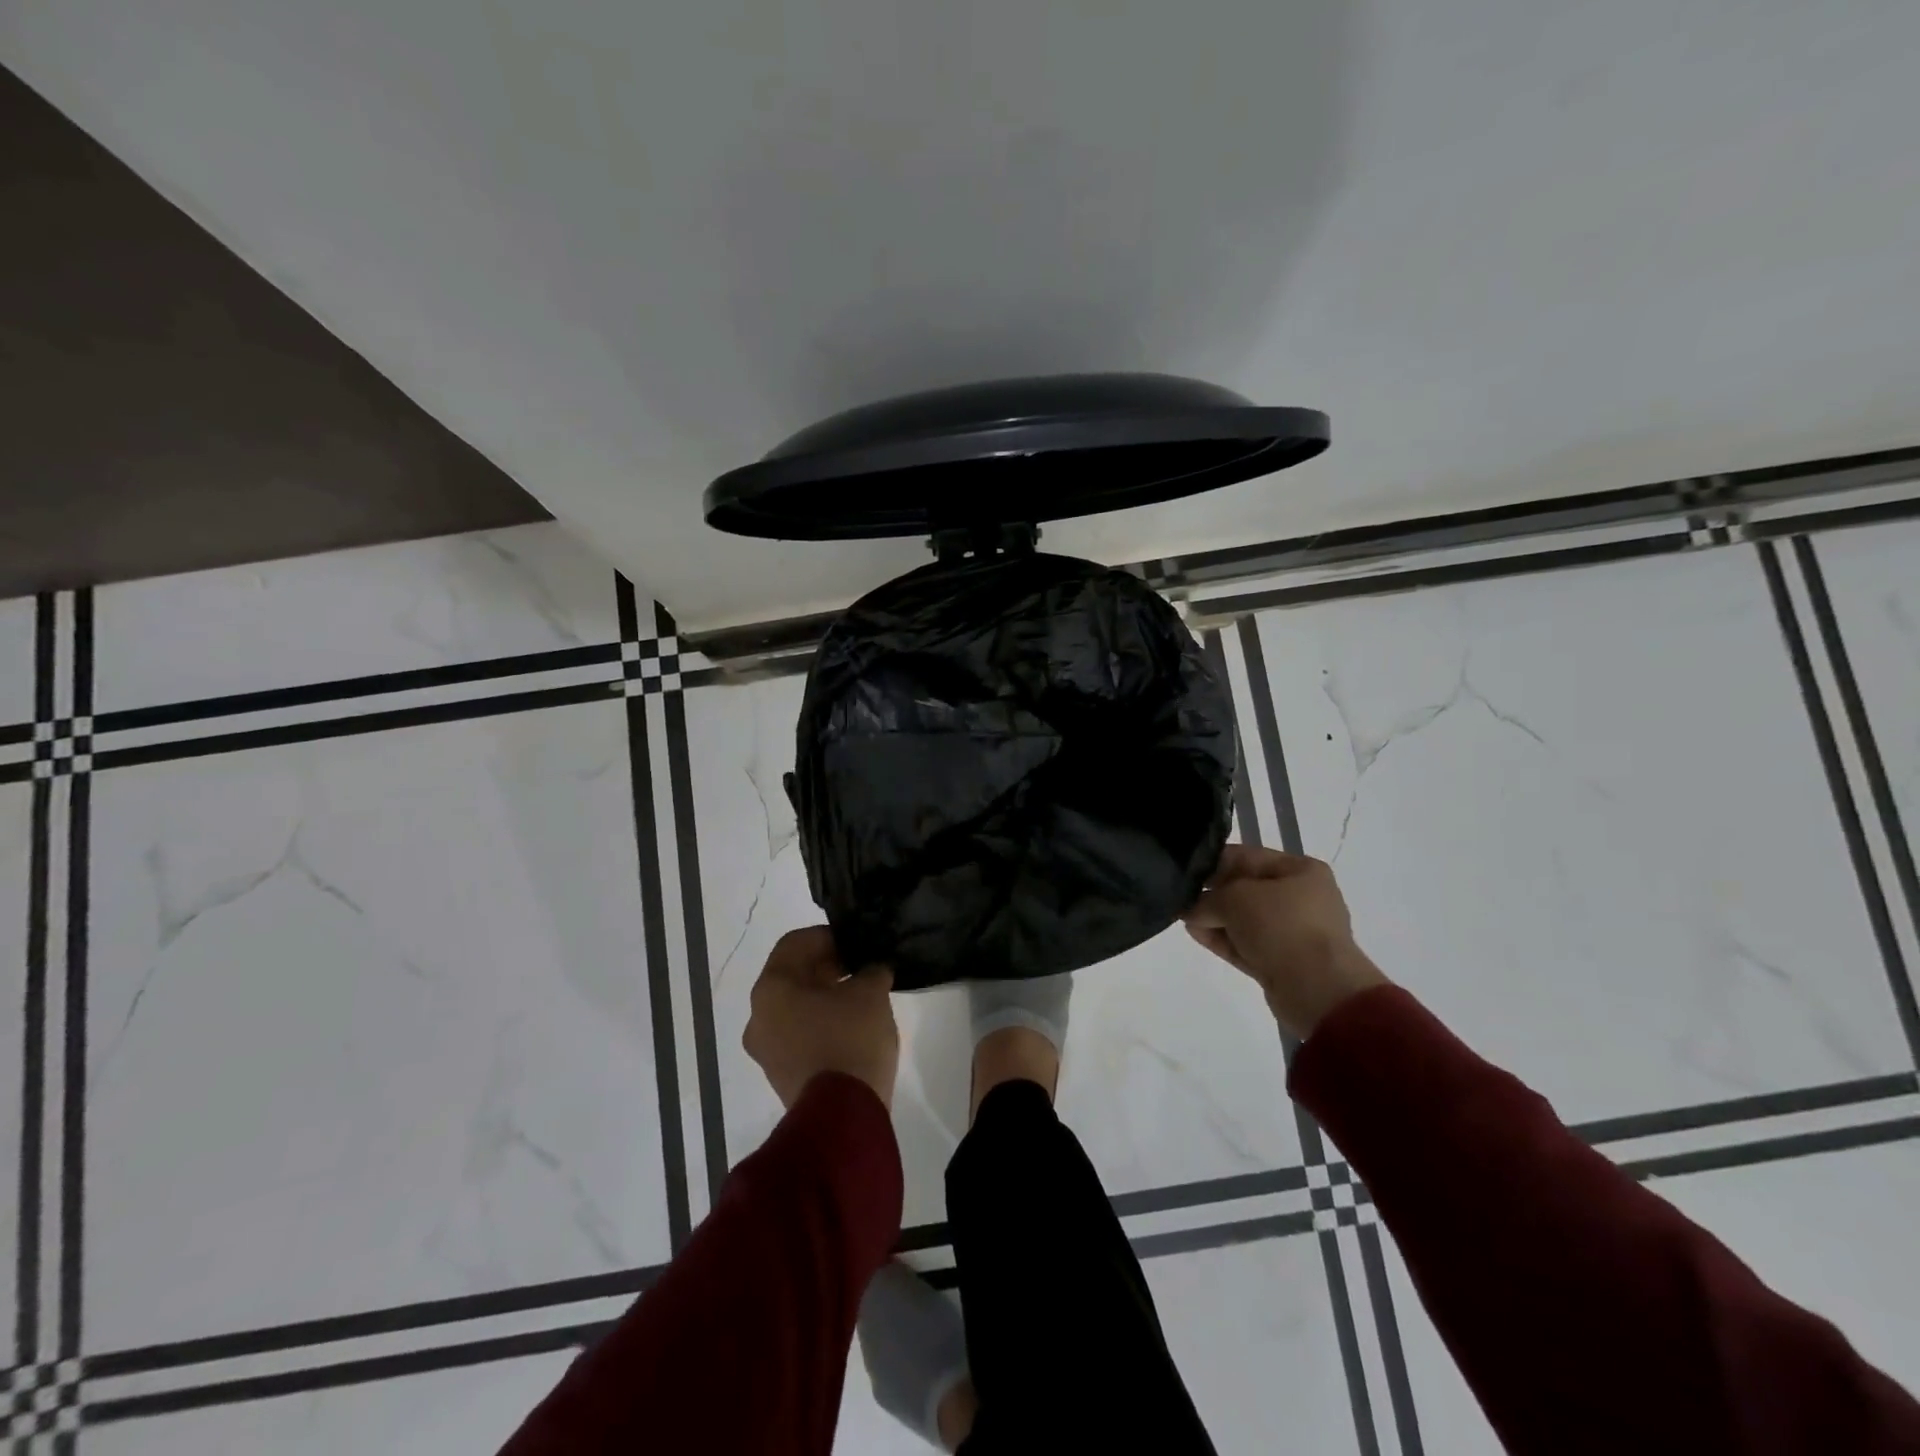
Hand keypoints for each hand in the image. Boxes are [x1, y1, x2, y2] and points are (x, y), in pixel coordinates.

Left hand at [743, 927, 899, 1109]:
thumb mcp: (871, 992)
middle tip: (861, 968)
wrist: (843, 1116)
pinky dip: (821, 1023)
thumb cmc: (850, 1039)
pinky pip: (799, 1034)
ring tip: (860, 998)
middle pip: (792, 976)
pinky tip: (851, 1027)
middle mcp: (758, 1016)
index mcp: (771, 988)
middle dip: (827, 967)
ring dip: (824, 996)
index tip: (856, 943)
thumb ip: (871, 971)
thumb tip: (872, 970)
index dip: (828, 937)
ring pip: (794, 1008)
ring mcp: (766, 1050)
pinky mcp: (781, 1075)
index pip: (795, 943)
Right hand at [1184, 846, 1388, 1040]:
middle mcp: (1300, 898)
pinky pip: (1247, 944)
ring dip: (1215, 919)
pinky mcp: (1283, 962)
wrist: (1317, 988)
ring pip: (1244, 919)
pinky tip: (1196, 934)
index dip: (1213, 862)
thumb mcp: (1235, 898)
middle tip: (1180, 896)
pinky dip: (1223, 939)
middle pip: (1245, 890)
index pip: (1247, 858)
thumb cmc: (1281, 926)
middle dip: (1213, 894)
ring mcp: (1293, 932)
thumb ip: (1208, 899)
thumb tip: (1192, 909)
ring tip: (1183, 917)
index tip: (1184, 870)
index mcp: (1300, 870)